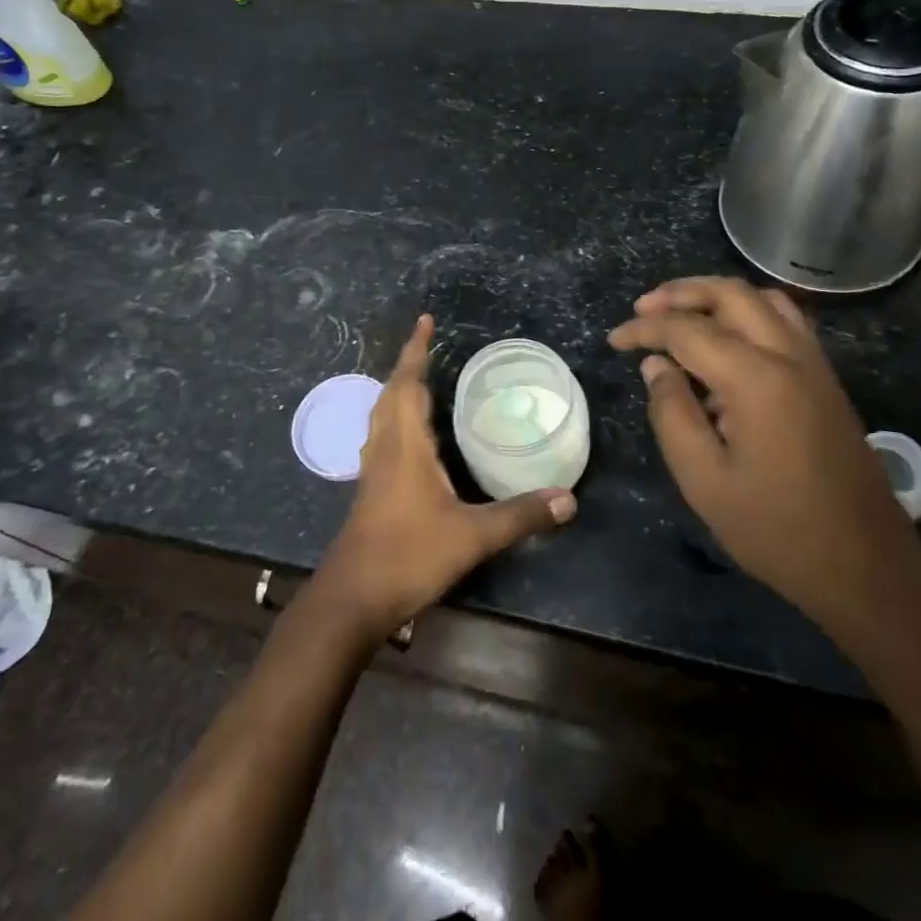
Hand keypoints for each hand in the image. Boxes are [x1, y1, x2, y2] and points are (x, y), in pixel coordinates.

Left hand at [317, 314, 576, 640]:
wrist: (352, 599)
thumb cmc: (408, 556)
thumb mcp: (471, 536)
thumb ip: (520, 516)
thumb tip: (568, 498)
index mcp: (405, 444)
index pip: (408, 383)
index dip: (416, 350)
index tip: (425, 321)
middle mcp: (385, 447)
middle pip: (391, 392)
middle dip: (409, 363)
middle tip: (430, 343)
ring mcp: (374, 469)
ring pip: (383, 413)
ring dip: (399, 388)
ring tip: (422, 378)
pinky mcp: (372, 489)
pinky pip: (383, 435)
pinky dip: (397, 416)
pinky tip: (412, 434)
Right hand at [609, 277, 918, 625]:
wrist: (866, 565)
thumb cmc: (776, 529)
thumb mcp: (704, 480)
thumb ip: (672, 413)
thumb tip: (656, 366)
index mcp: (756, 378)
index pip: (688, 330)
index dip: (644, 330)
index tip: (614, 340)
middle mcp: (789, 355)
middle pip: (730, 293)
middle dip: (680, 293)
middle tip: (643, 309)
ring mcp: (815, 363)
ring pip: (763, 298)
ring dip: (716, 295)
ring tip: (681, 312)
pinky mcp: (827, 379)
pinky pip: (784, 320)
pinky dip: (748, 311)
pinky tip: (728, 337)